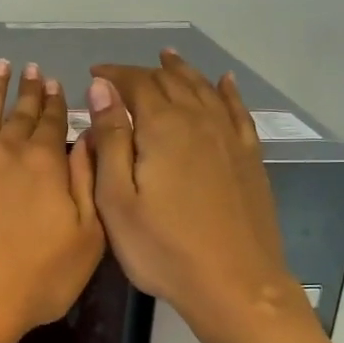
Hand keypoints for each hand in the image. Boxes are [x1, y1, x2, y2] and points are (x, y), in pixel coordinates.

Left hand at [0, 59, 105, 342]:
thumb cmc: (37, 279)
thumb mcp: (88, 237)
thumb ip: (88, 182)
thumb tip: (89, 139)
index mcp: (47, 164)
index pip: (53, 124)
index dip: (56, 103)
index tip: (55, 83)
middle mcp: (7, 150)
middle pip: (20, 114)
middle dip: (29, 89)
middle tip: (32, 68)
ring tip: (0, 66)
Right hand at [86, 51, 305, 342]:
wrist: (234, 284)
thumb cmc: (163, 248)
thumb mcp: (117, 199)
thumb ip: (109, 140)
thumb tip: (102, 89)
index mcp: (162, 128)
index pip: (135, 84)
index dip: (113, 75)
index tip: (93, 74)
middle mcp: (199, 120)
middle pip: (170, 82)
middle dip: (143, 72)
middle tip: (121, 75)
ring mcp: (229, 138)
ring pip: (203, 89)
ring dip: (182, 71)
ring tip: (168, 58)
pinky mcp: (249, 157)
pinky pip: (237, 111)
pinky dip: (226, 91)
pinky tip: (224, 82)